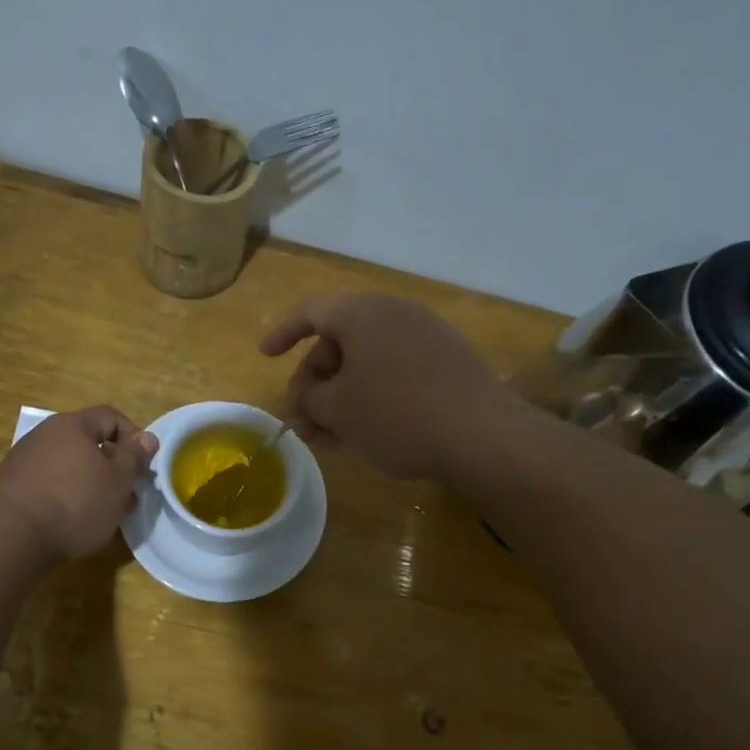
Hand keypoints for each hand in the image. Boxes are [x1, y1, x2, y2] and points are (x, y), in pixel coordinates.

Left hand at [0, 406, 157, 560]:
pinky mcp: (11, 486)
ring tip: (103, 514)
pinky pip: (49, 483)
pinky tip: (72, 520)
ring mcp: (23, 459)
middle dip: (113, 467)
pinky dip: (67, 495)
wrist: (11, 536)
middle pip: (88, 442)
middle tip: (127, 497)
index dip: (134, 437)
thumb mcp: (117, 481)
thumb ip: (134, 457)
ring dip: (91, 484)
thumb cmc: (75, 503)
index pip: (111, 416)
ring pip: (70, 465)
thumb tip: (147, 437)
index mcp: (72, 425)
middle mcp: (45, 434)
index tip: (143, 467)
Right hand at [260, 292, 521, 480]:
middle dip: (314, 382)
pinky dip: (371, 397)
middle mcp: (395, 314)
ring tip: (327, 437)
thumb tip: (305, 398)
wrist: (484, 436)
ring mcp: (426, 338)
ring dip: (340, 397)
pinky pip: (394, 373)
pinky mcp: (448, 364)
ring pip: (366, 363)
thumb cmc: (397, 415)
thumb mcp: (338, 411)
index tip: (265, 356)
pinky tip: (363, 434)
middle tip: (303, 418)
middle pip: (339, 341)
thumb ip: (309, 400)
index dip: (283, 333)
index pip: (311, 311)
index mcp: (363, 313)